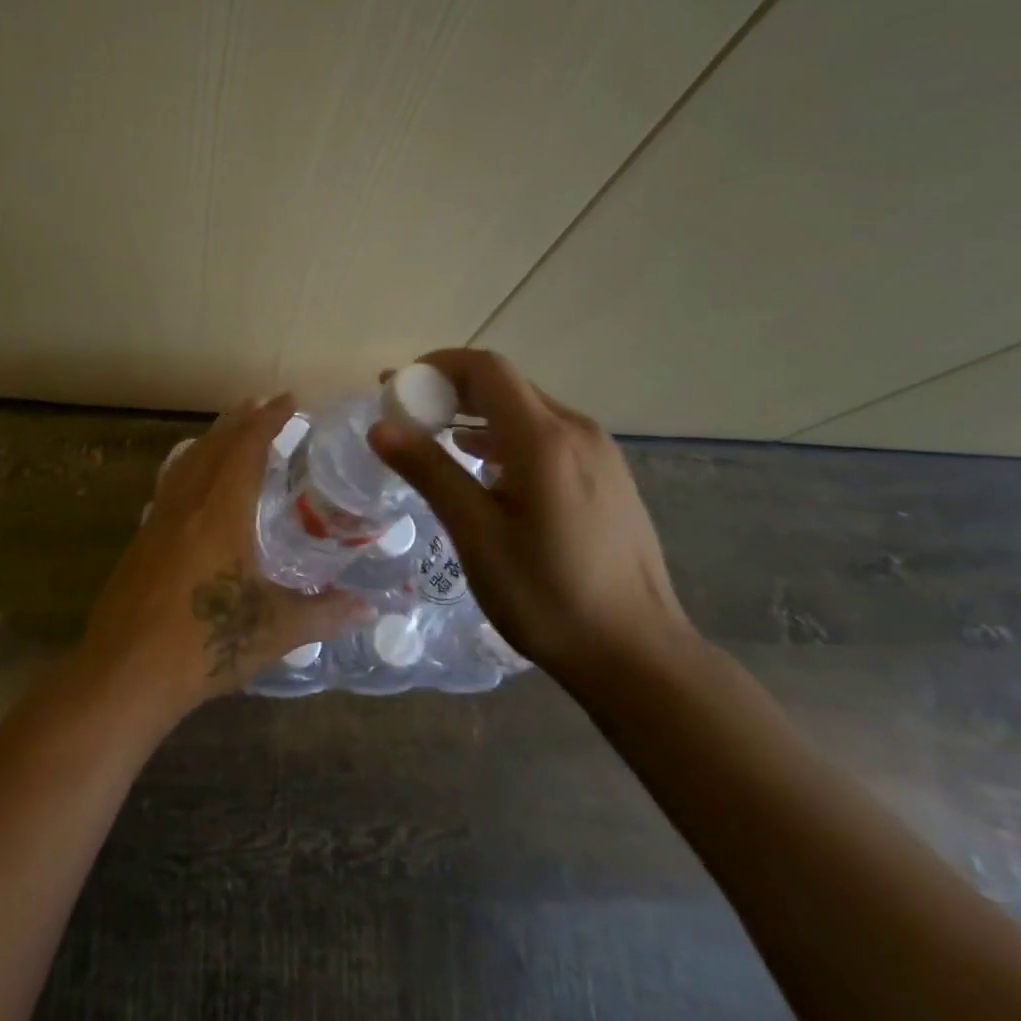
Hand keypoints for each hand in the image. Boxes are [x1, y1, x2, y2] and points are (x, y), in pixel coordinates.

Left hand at [77, 394, 368, 721]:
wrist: (125, 674)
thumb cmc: (206, 644)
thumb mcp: (275, 630)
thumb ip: (325, 613)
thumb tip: (370, 610)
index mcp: (221, 512)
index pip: (247, 448)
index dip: (269, 419)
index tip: (289, 399)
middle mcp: (187, 504)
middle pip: (214, 445)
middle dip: (240, 420)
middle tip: (262, 404)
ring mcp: (157, 520)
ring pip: (186, 461)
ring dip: (211, 438)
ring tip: (230, 429)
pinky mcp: (140, 541)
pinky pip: (169, 484)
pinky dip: (188, 466)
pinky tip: (191, 481)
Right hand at [368, 349, 689, 687]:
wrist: (638, 654)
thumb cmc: (549, 596)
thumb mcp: (477, 535)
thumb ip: (430, 472)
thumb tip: (381, 427)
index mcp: (543, 438)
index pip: (485, 369)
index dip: (436, 366)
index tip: (397, 387)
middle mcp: (576, 430)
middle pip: (505, 384)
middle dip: (450, 389)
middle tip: (406, 413)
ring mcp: (598, 452)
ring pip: (527, 409)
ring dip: (477, 412)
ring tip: (435, 436)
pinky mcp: (607, 475)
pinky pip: (547, 434)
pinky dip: (505, 434)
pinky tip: (485, 465)